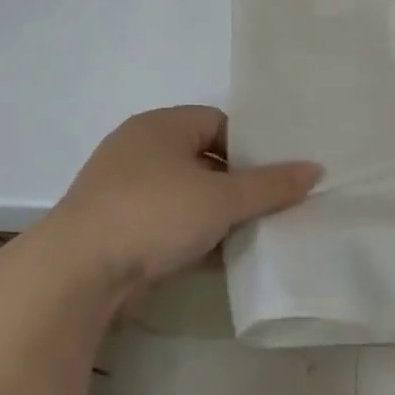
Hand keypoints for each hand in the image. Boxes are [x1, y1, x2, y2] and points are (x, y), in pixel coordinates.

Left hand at [54, 106, 320, 290]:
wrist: (79, 272)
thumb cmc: (154, 214)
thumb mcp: (222, 198)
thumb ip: (271, 185)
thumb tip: (315, 168)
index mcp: (161, 127)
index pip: (219, 122)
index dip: (251, 146)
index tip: (278, 174)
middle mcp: (140, 151)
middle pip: (205, 160)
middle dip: (240, 185)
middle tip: (275, 205)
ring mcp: (126, 192)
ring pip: (189, 196)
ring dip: (219, 215)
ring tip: (258, 233)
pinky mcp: (120, 230)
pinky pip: (171, 225)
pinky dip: (197, 238)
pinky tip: (226, 257)